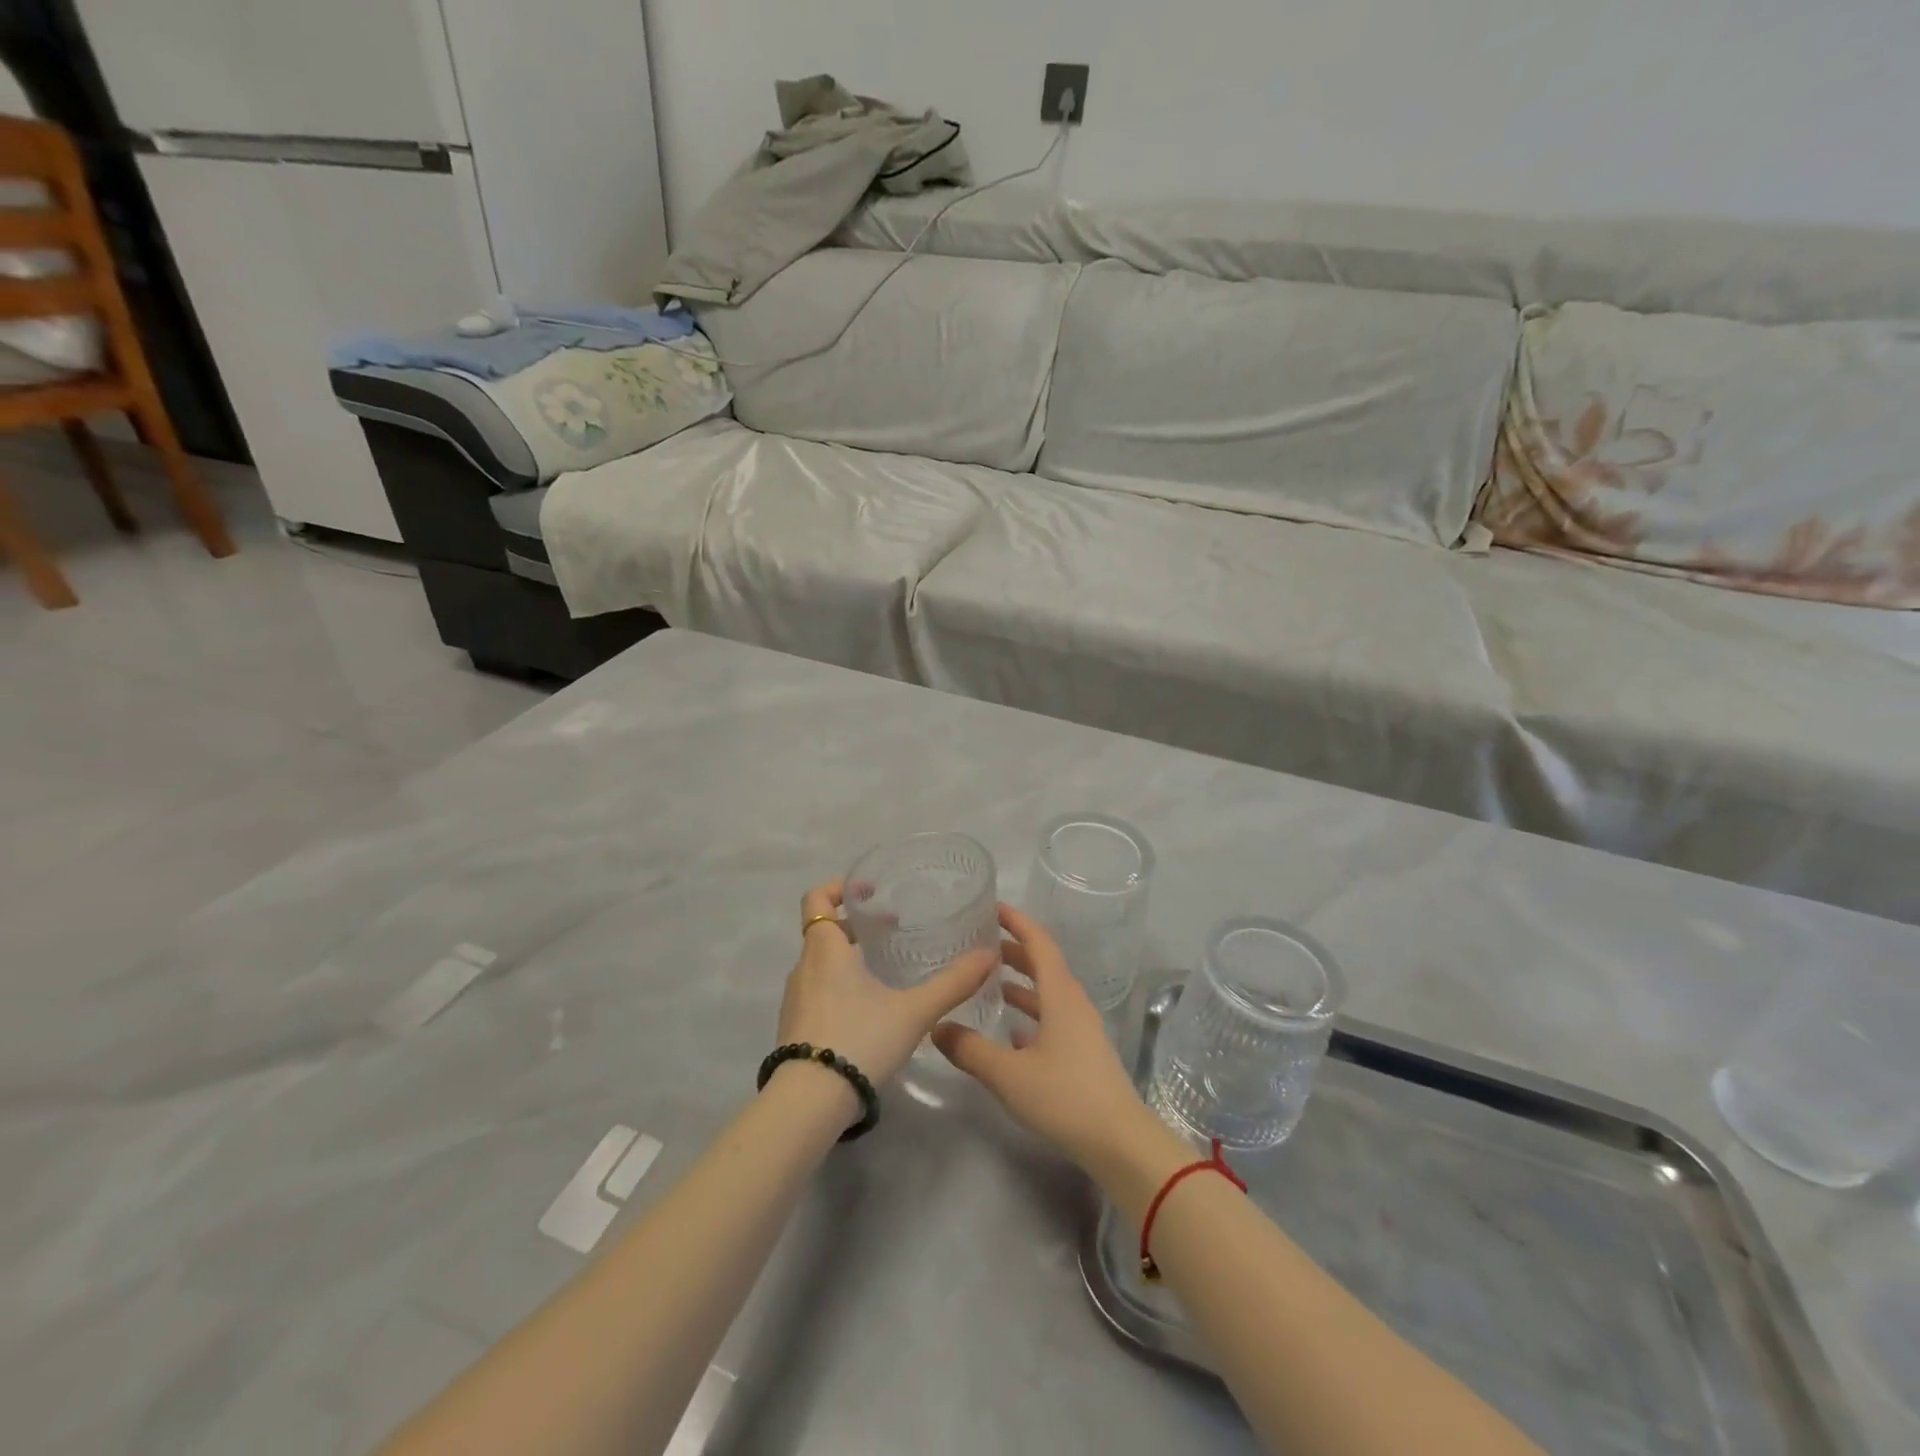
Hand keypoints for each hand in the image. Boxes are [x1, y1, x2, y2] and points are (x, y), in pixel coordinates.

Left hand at [775, 879, 999, 1098]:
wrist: (809, 1103)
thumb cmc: (860, 1039)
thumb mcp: (914, 1011)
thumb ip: (952, 983)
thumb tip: (988, 956)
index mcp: (825, 949)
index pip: (817, 899)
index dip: (839, 888)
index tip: (870, 892)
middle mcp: (804, 967)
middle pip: (823, 931)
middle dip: (855, 926)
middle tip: (890, 931)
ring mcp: (795, 999)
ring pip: (820, 963)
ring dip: (847, 957)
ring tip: (883, 970)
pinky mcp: (794, 1027)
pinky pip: (816, 990)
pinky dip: (838, 985)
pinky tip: (868, 1009)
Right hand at [933, 904, 1162, 1172]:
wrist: (1119, 1142)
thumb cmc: (1064, 1097)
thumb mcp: (1008, 1074)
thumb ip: (970, 1049)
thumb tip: (937, 1027)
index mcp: (1060, 994)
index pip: (1039, 942)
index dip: (1017, 921)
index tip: (992, 907)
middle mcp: (1073, 1003)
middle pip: (1044, 964)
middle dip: (1014, 950)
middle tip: (981, 945)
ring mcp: (1081, 1029)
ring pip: (1048, 993)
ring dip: (1022, 984)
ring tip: (989, 983)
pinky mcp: (1083, 1053)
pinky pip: (1053, 1019)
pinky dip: (1031, 1015)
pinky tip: (1011, 1032)